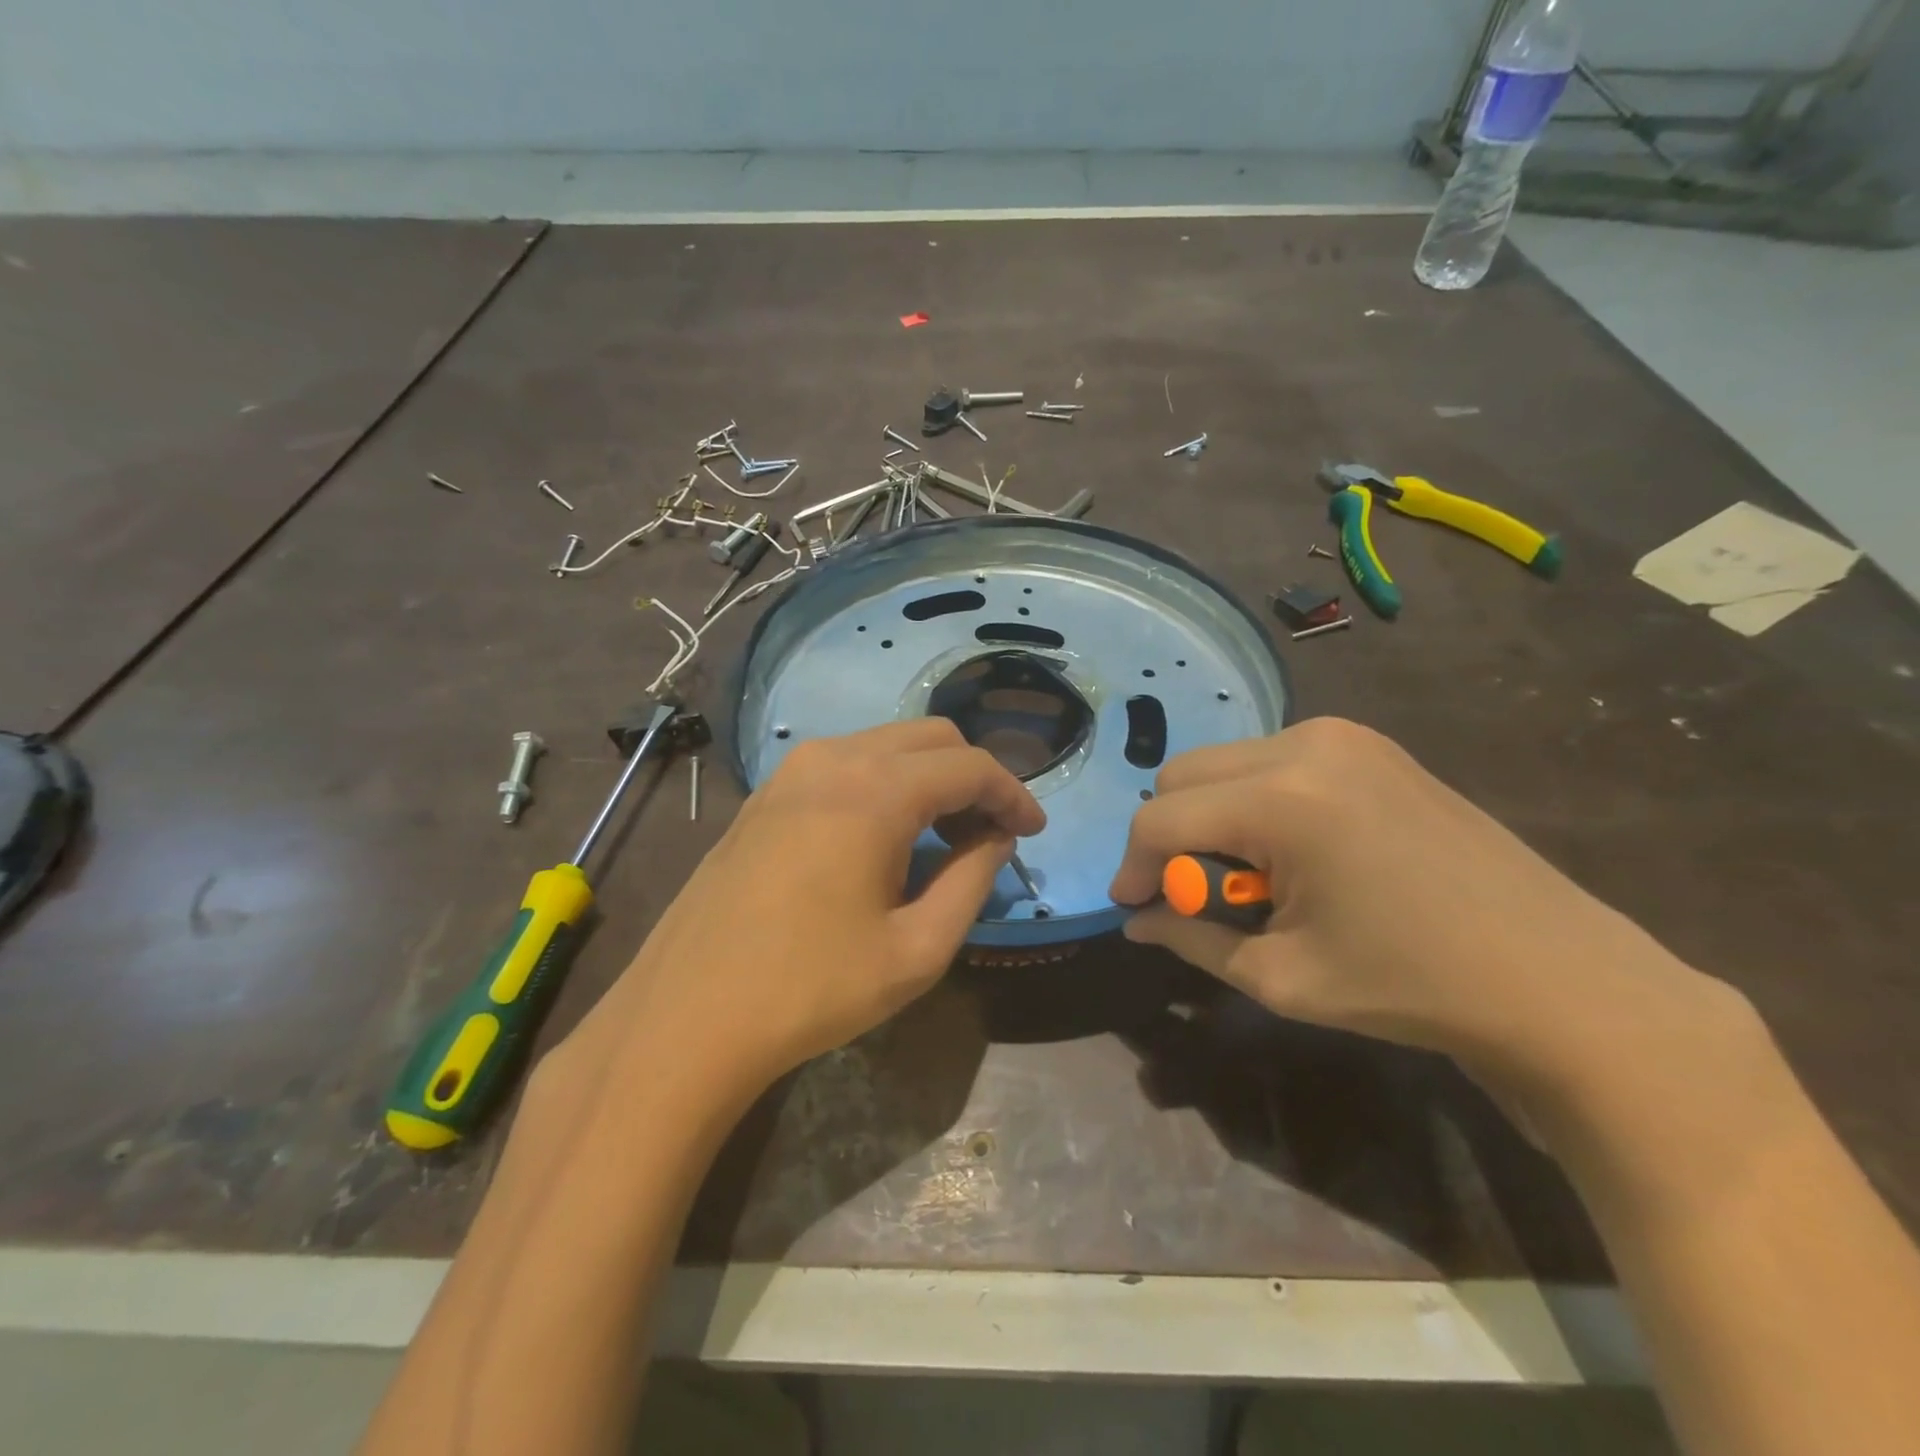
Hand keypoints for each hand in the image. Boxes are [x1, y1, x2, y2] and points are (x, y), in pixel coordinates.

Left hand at [566, 719, 1043, 1100]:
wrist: (686, 1018)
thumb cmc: (812, 989)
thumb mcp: (918, 948)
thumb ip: (973, 879)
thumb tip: (996, 837)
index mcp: (874, 790)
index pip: (970, 766)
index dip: (1013, 794)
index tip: (1033, 833)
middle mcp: (832, 759)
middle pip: (930, 738)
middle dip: (973, 778)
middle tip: (990, 835)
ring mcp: (789, 772)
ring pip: (885, 745)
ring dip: (927, 779)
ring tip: (943, 838)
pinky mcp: (765, 795)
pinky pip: (844, 765)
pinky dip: (883, 784)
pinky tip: (883, 838)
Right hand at [1110, 717, 1733, 1094]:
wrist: (1558, 978)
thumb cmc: (1412, 986)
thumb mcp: (1281, 976)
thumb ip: (1191, 939)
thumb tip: (1136, 921)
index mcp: (1282, 799)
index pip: (1161, 818)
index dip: (1133, 866)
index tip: (1133, 907)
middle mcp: (1305, 744)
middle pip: (1183, 775)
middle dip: (1168, 836)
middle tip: (1192, 895)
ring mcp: (1342, 736)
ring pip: (1224, 763)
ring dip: (1209, 816)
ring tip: (1247, 878)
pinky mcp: (1368, 744)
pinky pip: (1270, 759)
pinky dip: (1252, 801)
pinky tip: (1290, 852)